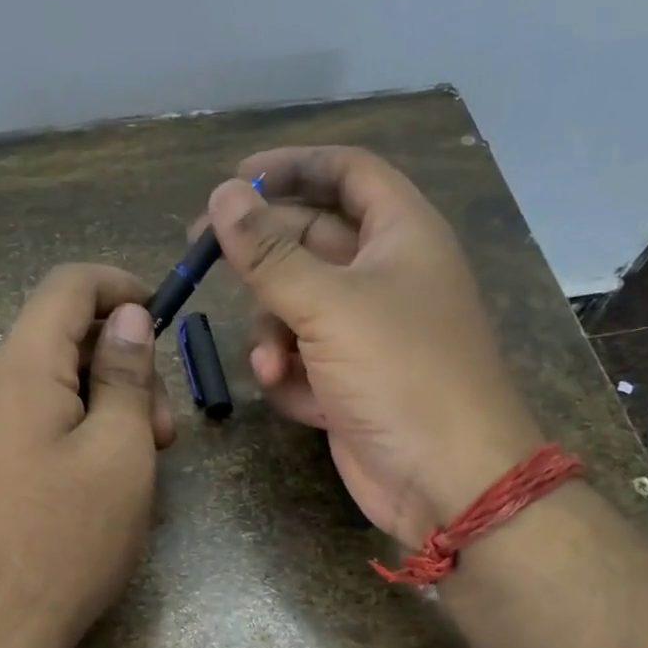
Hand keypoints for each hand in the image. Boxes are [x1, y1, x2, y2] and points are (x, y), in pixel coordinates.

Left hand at [0, 264, 174, 647]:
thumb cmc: (69, 539)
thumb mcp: (120, 451)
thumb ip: (126, 374)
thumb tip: (128, 316)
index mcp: (18, 368)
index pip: (67, 285)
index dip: (121, 286)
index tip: (164, 317)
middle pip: (62, 335)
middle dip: (123, 363)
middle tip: (162, 430)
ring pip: (53, 379)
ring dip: (106, 401)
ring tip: (141, 460)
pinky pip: (35, 414)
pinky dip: (78, 424)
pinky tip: (103, 475)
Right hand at [199, 147, 541, 547]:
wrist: (447, 480)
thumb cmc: (400, 373)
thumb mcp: (328, 305)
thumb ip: (268, 253)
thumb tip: (222, 196)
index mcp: (400, 235)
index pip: (346, 173)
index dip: (292, 167)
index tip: (235, 180)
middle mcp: (384, 276)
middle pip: (308, 241)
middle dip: (259, 255)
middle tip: (200, 254)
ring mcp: (367, 333)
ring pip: (295, 306)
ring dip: (274, 333)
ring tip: (274, 365)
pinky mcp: (350, 381)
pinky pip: (303, 359)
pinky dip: (293, 376)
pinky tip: (301, 400)